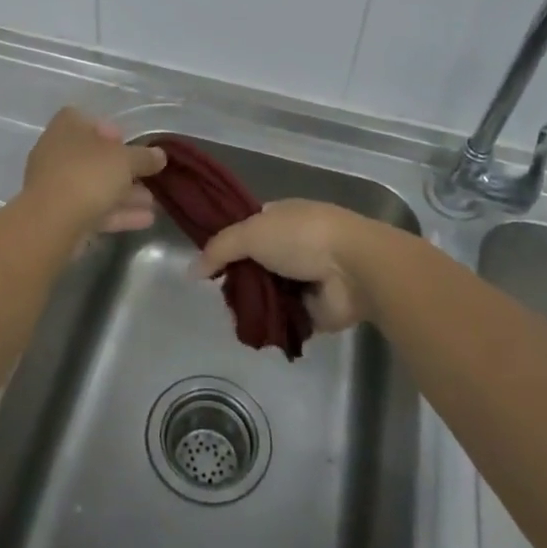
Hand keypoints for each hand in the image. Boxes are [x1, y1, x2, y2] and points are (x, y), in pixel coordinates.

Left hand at [21, 108, 165, 233]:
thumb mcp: (125, 160)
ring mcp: (55, 185)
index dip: (106, 128)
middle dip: (122, 168)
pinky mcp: (59, 215)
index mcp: (65, 129)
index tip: (126, 141)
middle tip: (145, 176)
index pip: (83, 119)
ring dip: (123, 194)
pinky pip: (92, 209)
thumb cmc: (88, 175)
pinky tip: (144, 220)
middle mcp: (56, 153)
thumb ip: (144, 157)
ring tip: (152, 203)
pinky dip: (116, 213)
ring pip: (94, 185)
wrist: (52, 222)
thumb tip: (160, 155)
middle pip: (92, 156)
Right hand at [194, 199, 374, 332]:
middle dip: (237, 277)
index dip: (227, 241)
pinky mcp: (314, 310)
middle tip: (217, 292)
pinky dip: (271, 324)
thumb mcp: (251, 233)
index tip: (206, 259)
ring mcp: (305, 278)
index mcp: (282, 217)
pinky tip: (252, 330)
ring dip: (253, 302)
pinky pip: (283, 318)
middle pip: (255, 262)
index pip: (247, 227)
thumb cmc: (302, 237)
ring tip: (232, 314)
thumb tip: (192, 270)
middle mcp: (293, 244)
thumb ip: (219, 249)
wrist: (353, 269)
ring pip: (267, 292)